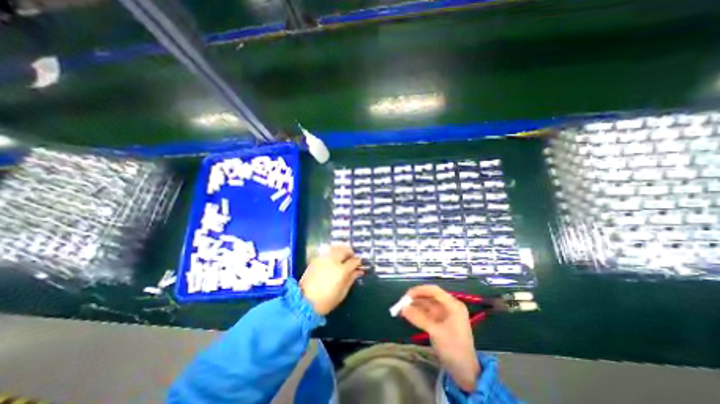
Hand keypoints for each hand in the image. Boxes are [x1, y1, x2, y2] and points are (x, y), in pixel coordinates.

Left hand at [301, 245, 363, 317]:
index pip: (354, 261)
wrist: (304, 301)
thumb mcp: (342, 292)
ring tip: (344, 255)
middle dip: (351, 252)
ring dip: (342, 249)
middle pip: (345, 250)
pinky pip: (327, 251)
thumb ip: (351, 279)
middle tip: (353, 258)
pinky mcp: (316, 259)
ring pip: (336, 247)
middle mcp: (333, 261)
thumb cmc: (326, 301)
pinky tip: (335, 257)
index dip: (358, 261)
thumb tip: (358, 271)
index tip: (360, 264)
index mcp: (342, 270)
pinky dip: (333, 251)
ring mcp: (323, 258)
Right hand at [403, 284, 478, 391]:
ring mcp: (444, 314)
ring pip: (426, 304)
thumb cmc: (454, 350)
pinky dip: (417, 313)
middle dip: (415, 299)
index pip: (434, 291)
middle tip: (401, 303)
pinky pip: (426, 313)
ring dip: (414, 306)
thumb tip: (403, 308)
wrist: (465, 373)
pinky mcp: (439, 322)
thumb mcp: (436, 333)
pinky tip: (407, 315)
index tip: (406, 296)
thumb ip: (419, 318)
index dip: (419, 290)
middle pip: (429, 296)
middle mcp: (449, 306)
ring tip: (401, 310)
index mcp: (453, 305)